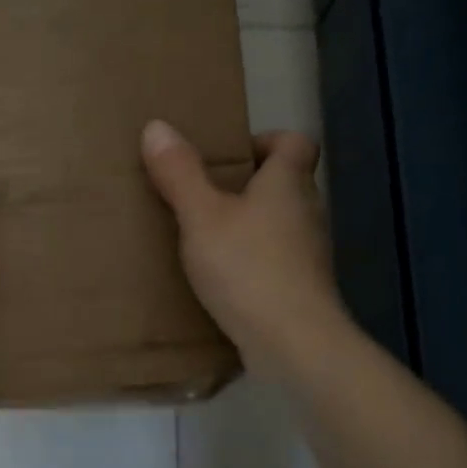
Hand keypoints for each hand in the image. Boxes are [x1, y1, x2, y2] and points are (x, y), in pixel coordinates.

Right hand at [141, 119, 346, 374]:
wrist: (293, 342)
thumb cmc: (247, 267)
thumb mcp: (201, 216)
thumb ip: (180, 174)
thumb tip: (157, 126)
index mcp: (288, 184)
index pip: (296, 142)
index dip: (267, 140)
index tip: (230, 157)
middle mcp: (307, 212)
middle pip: (286, 184)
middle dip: (249, 186)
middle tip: (204, 198)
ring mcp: (309, 254)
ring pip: (280, 224)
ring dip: (250, 226)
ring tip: (206, 239)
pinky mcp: (302, 289)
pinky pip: (276, 261)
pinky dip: (252, 262)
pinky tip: (221, 281)